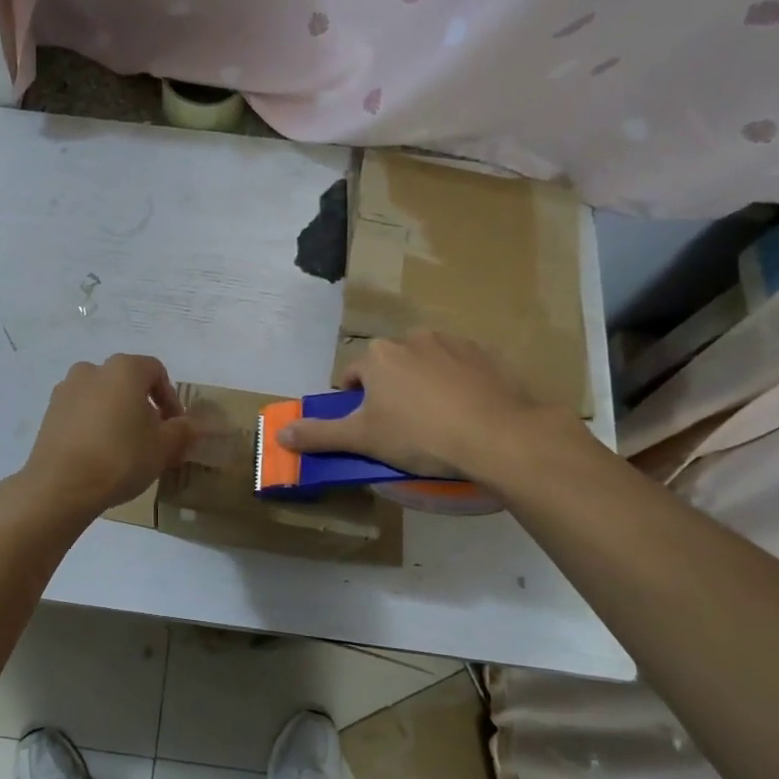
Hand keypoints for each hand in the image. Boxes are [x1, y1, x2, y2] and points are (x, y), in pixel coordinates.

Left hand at [13, 354, 194, 518]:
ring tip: (124, 447)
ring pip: (102, 396)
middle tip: (152, 438)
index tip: (175, 427)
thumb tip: (194, 425)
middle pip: (127, 382)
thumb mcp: (163, 447)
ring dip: (117, 414)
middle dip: (143, 406)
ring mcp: (66, 390)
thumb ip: (183, 431)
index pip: (156, 372)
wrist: (60, 486)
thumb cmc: (120, 458)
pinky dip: (93, 425)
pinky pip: (81, 412)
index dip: (171, 399)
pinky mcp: (49, 412)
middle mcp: (92, 369)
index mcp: (124, 369)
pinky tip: (99, 453)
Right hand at [278, 331, 572, 487]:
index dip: (355, 402)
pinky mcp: (486, 354)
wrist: (498, 435)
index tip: (369, 426)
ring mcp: (452, 343)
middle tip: (403, 426)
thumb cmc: (420, 435)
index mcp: (378, 356)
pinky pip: (461, 367)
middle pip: (390, 366)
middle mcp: (412, 338)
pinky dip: (458, 383)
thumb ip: (320, 435)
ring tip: (438, 420)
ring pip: (425, 363)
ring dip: (424, 384)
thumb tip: (280, 434)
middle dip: (391, 390)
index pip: (353, 375)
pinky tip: (467, 411)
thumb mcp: (363, 439)